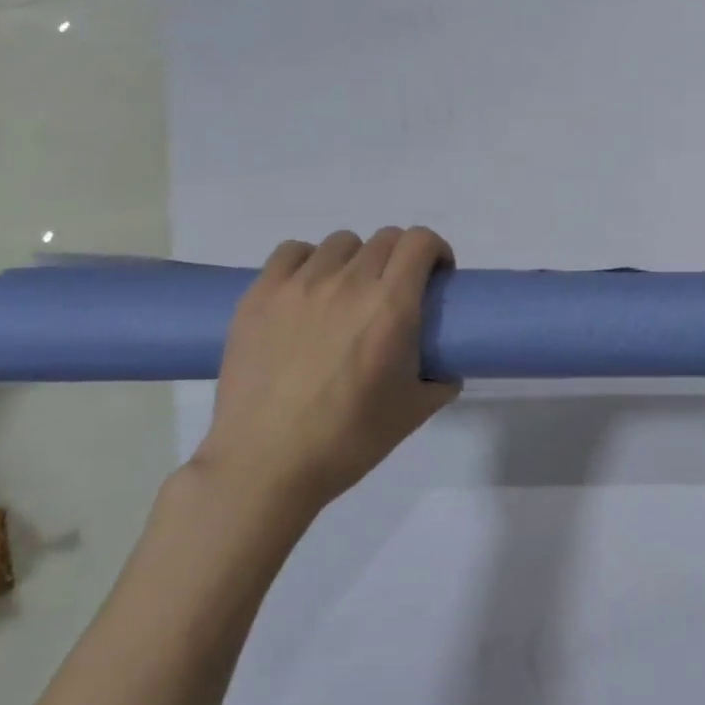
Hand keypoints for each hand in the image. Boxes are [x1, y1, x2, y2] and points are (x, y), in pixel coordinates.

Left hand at [193, 227, 459, 511]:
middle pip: (384, 238)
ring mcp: (298, 286)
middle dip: (401, 257)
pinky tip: (308, 290)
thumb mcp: (415, 412)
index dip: (436, 250)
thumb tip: (445, 369)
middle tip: (397, 292)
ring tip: (349, 293)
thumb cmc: (348, 440)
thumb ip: (441, 381)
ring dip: (356, 259)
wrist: (266, 466)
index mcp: (391, 306)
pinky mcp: (259, 296)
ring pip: (340, 243)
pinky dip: (309, 262)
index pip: (420, 242)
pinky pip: (291, 253)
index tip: (436, 276)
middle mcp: (348, 283)